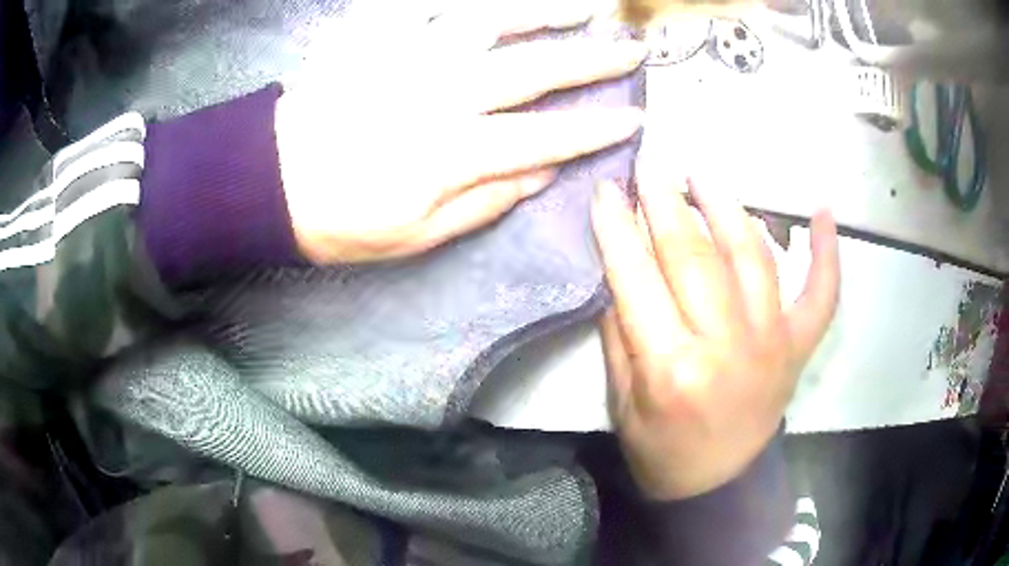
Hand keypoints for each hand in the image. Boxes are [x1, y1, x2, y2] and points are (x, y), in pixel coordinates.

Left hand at [275, 1, 646, 262]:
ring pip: (492, 22)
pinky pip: (431, 7)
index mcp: (454, 152)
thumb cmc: (338, 219)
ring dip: (543, 12)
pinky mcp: (378, 38)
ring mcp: (410, 57)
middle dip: (592, 59)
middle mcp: (444, 93)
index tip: (634, 117)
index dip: (597, 128)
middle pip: (535, 69)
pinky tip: (497, 1)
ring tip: (583, 8)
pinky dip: (470, 2)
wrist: (266, 180)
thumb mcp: (415, 235)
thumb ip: (486, 201)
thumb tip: (544, 172)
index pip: (548, 135)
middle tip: (631, 48)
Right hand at [591, 174, 839, 499]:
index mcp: (671, 368)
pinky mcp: (799, 346)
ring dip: (728, 206)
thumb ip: (620, 332)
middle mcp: (726, 346)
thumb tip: (621, 268)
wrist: (717, 486)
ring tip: (703, 175)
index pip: (636, 277)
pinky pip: (822, 292)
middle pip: (694, 256)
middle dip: (666, 201)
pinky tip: (823, 211)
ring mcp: (773, 342)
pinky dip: (827, 250)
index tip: (606, 188)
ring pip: (753, 255)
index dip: (617, 227)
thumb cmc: (660, 451)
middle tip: (650, 165)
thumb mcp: (621, 401)